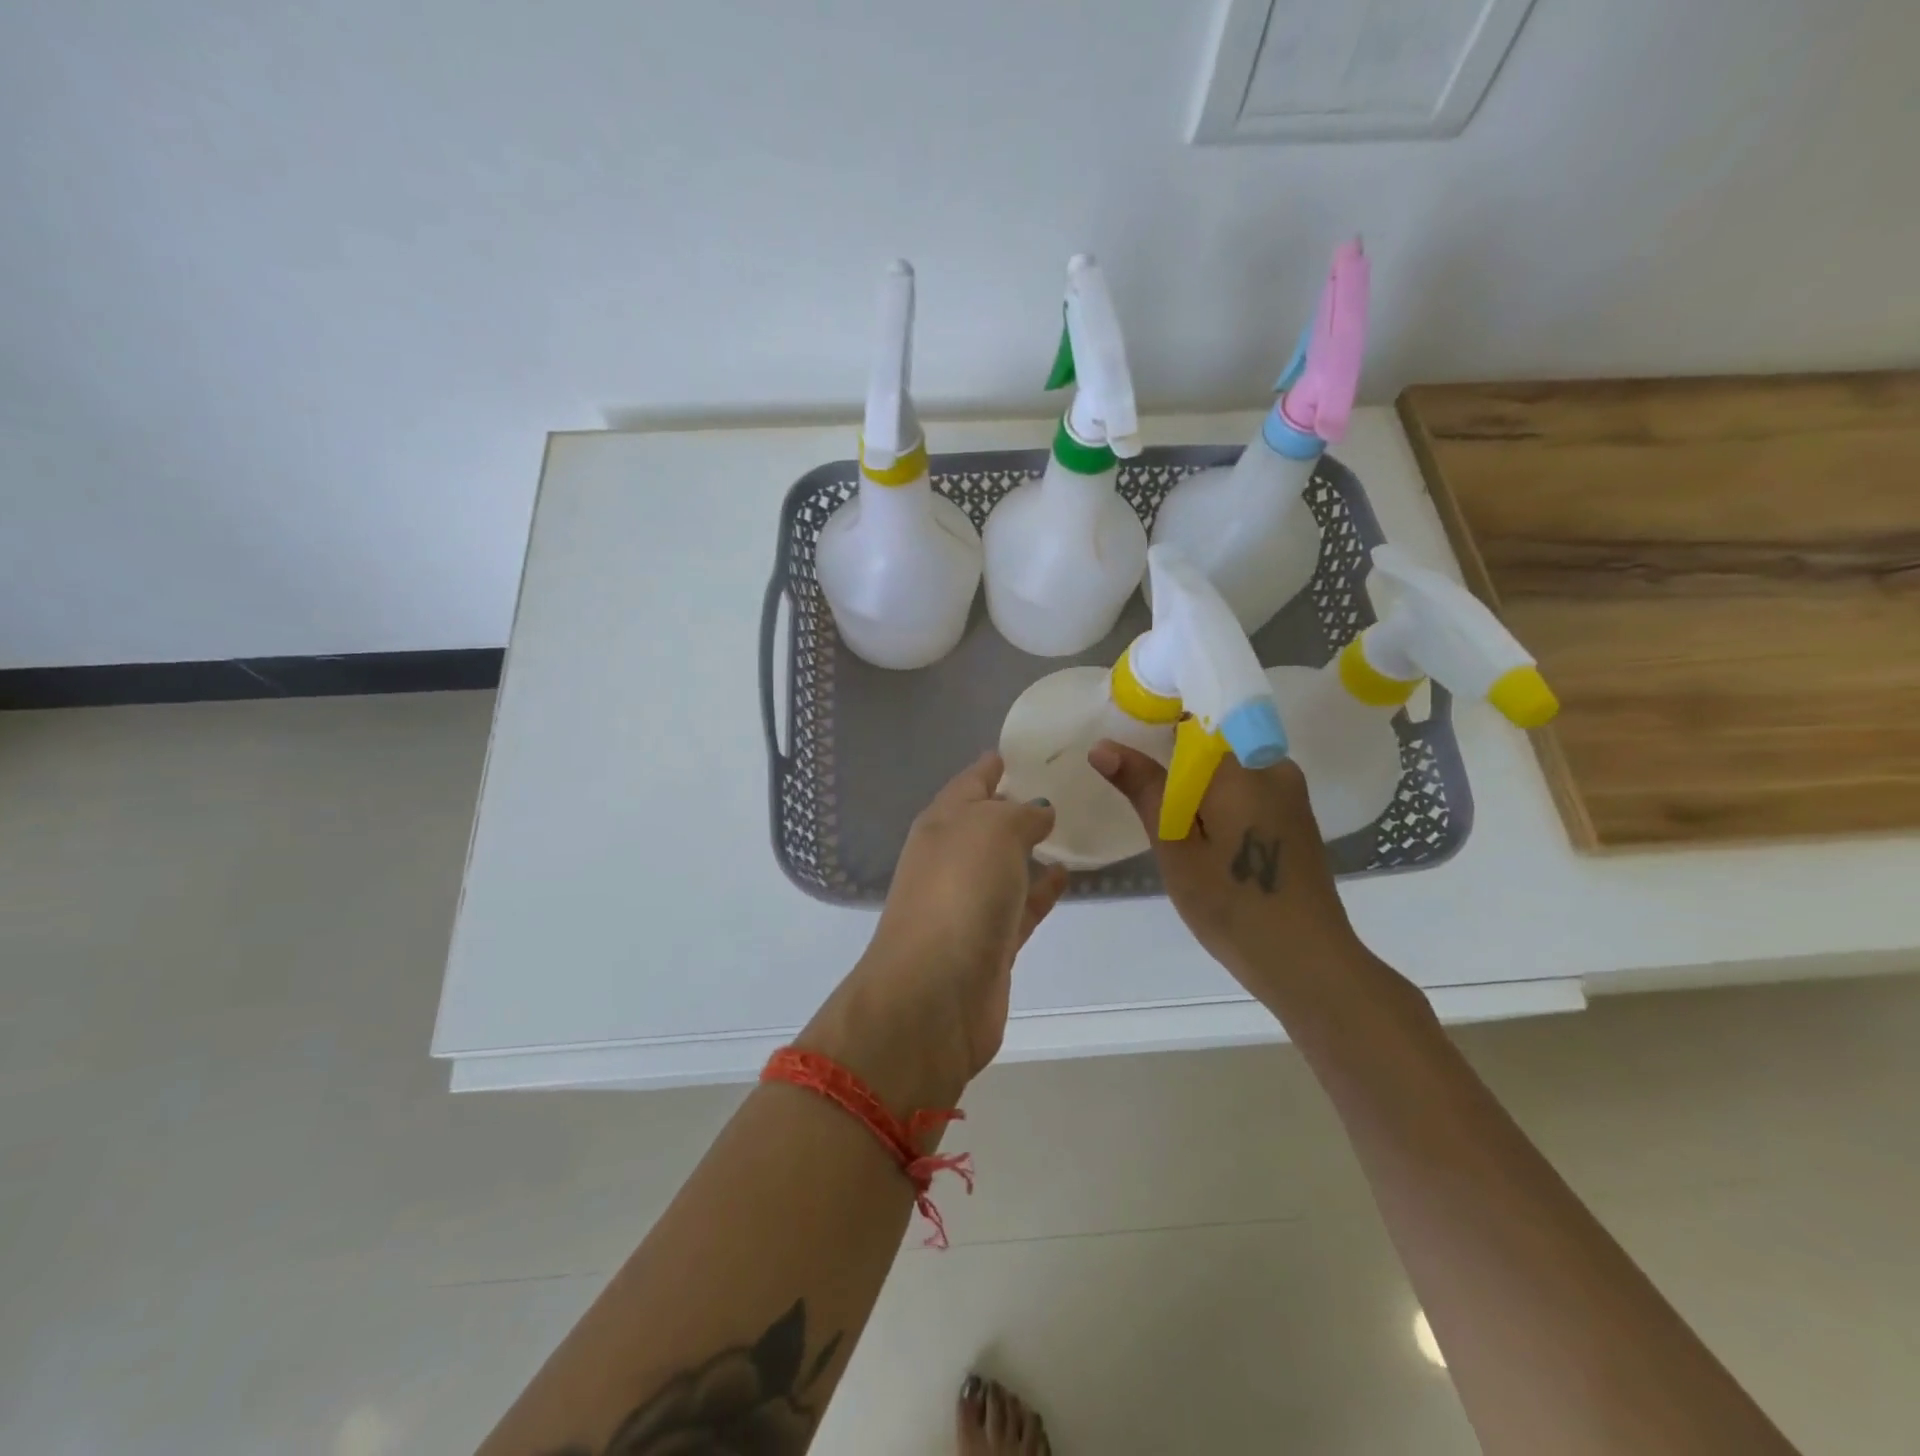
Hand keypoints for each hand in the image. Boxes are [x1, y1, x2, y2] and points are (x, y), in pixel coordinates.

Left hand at [800, 753, 1068, 1111]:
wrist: (934, 994)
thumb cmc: (960, 892)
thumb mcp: (992, 830)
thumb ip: (1020, 814)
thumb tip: (1038, 811)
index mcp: (942, 822)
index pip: (972, 780)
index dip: (998, 763)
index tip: (1034, 749)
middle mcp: (951, 857)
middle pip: (988, 821)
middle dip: (1020, 804)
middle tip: (1068, 784)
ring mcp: (969, 901)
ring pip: (1005, 863)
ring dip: (1032, 847)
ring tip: (1073, 826)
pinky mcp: (990, 941)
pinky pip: (1022, 903)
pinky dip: (1041, 889)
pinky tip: (1067, 874)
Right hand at [1089, 739, 1363, 1001]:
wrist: (1307, 962)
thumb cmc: (1232, 905)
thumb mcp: (1175, 847)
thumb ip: (1144, 789)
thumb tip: (1102, 746)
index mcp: (1242, 767)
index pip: (1196, 717)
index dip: (1158, 722)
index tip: (1130, 745)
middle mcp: (1272, 766)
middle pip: (1212, 741)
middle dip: (1175, 760)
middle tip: (1141, 794)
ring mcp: (1289, 792)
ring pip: (1229, 767)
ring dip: (1197, 784)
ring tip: (1170, 823)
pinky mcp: (1294, 816)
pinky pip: (1248, 788)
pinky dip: (1220, 800)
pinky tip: (1205, 838)